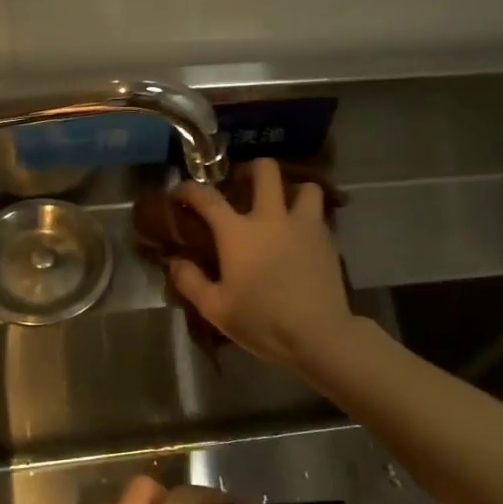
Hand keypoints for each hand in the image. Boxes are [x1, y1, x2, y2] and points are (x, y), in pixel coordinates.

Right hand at [168, 157, 356, 369]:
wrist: (318, 334)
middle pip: (265, 170)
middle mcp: (271, 218)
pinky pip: (318, 213)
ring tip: (282, 207)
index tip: (181, 192)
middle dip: (251, 169)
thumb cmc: (262, 321)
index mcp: (238, 232)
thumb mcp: (216, 309)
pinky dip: (308, 215)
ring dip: (291, 190)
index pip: (208, 197)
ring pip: (304, 186)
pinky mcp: (327, 239)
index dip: (189, 188)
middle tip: (243, 185)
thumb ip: (190, 281)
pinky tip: (300, 235)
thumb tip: (175, 261)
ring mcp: (303, 225)